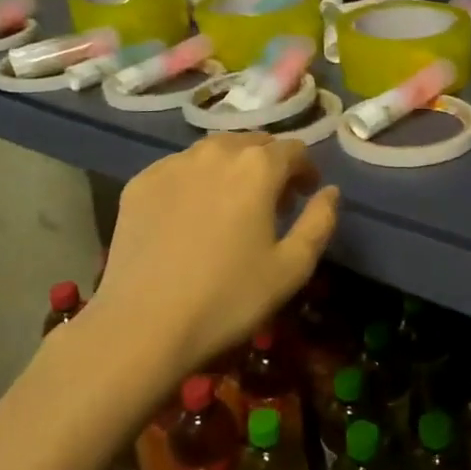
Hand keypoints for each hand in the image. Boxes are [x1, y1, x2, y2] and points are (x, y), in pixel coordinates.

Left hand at [94, 134, 340, 377]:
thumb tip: (330, 191)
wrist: (142, 326)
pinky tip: (191, 216)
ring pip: (214, 152)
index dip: (306, 170)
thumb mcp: (292, 268)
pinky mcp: (140, 182)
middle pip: (253, 143)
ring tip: (231, 205)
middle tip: (272, 202)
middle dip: (270, 165)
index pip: (294, 149)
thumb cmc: (228, 298)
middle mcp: (215, 151)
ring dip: (232, 169)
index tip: (306, 195)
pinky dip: (195, 181)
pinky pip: (180, 169)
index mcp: (257, 166)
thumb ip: (320, 221)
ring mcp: (172, 164)